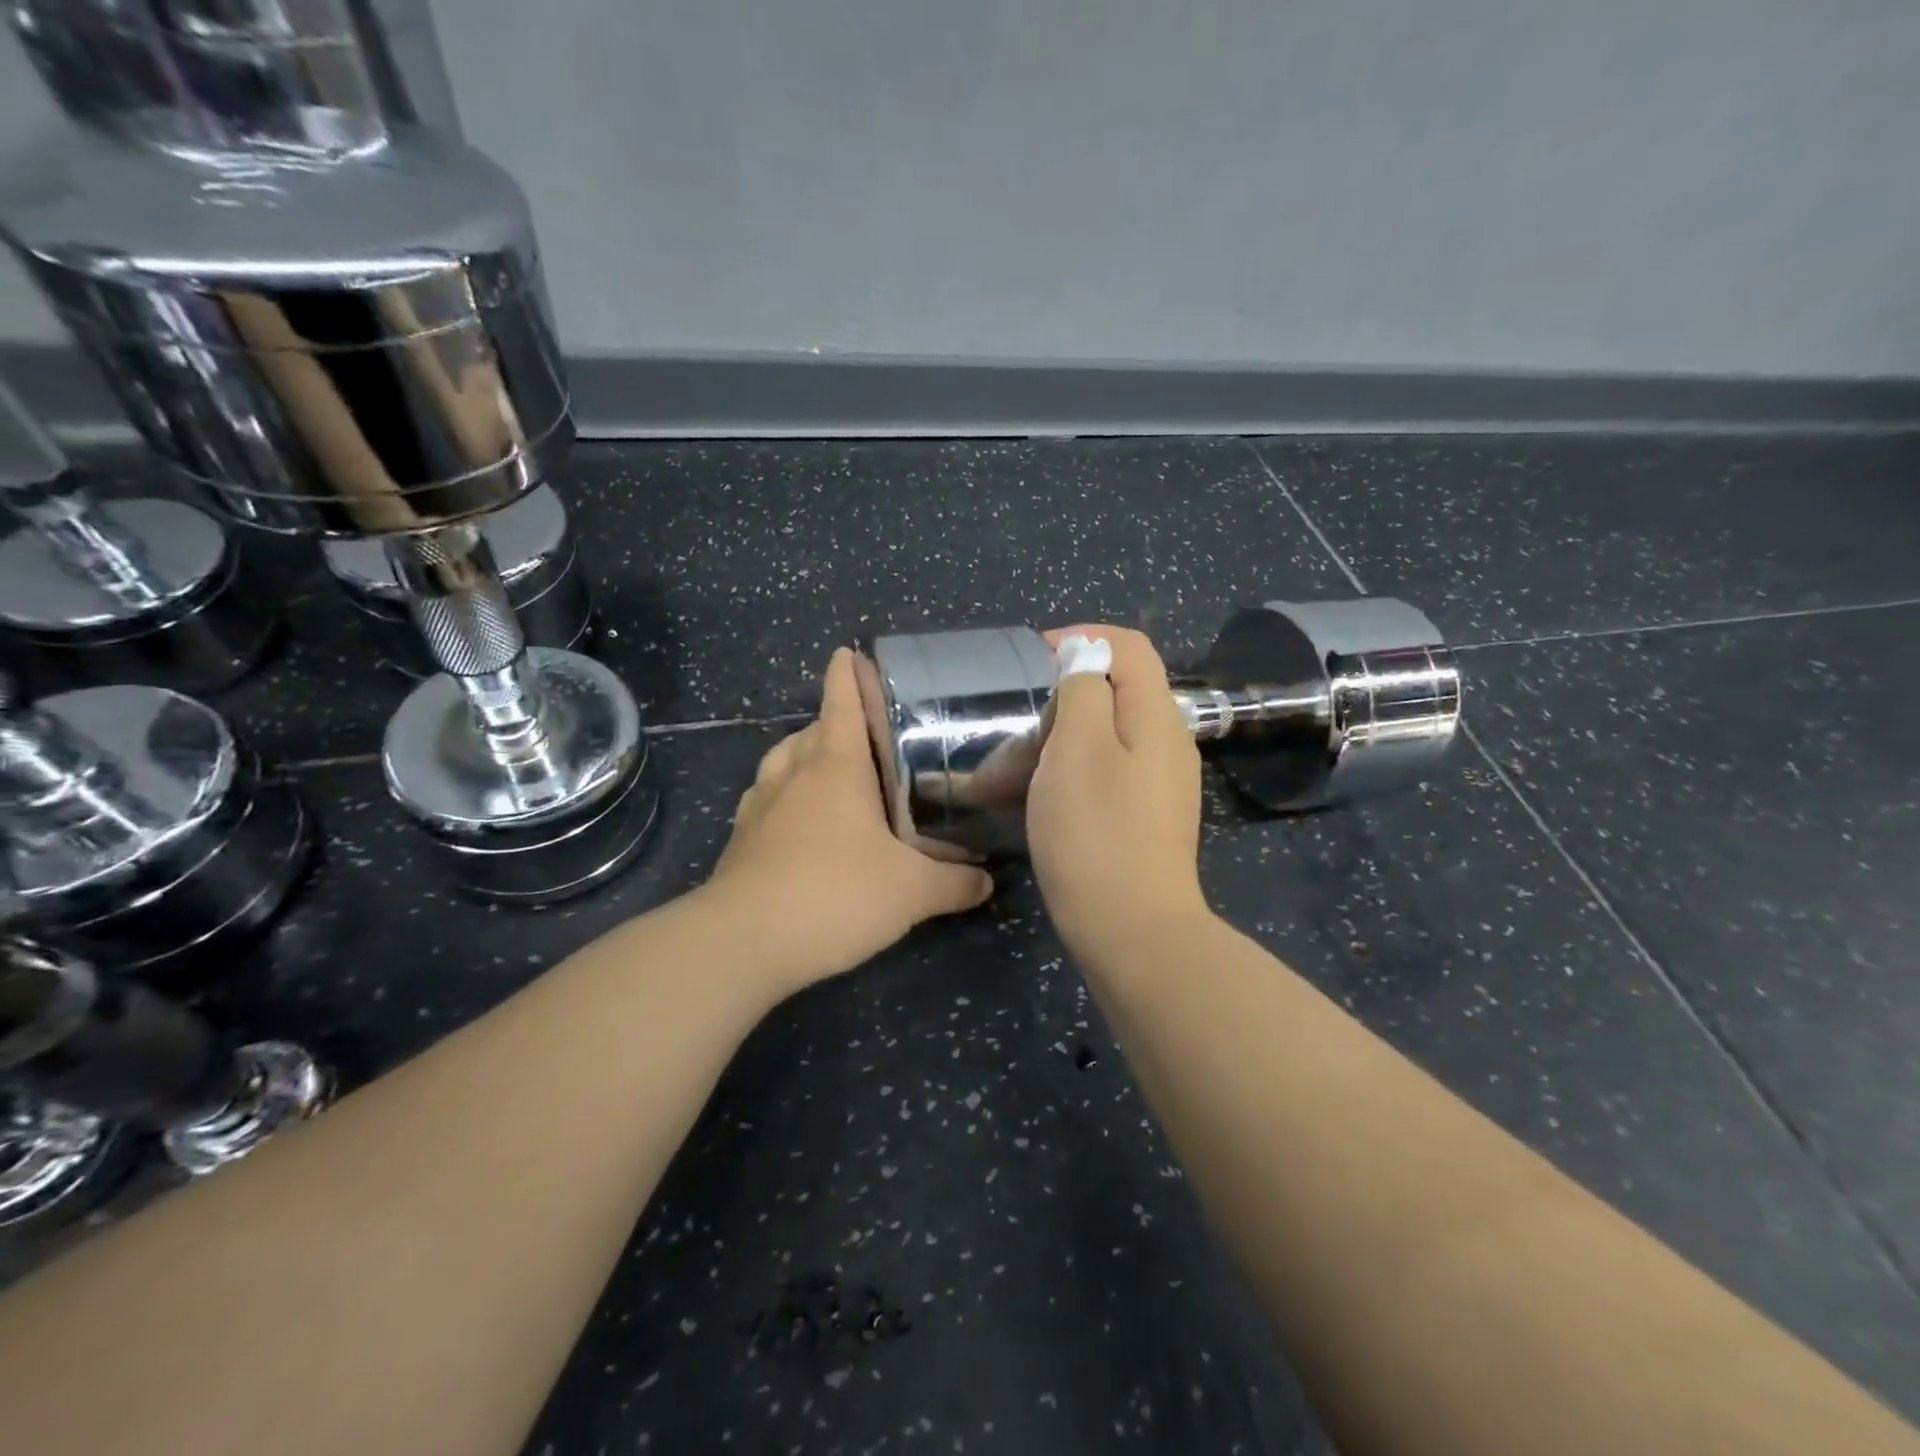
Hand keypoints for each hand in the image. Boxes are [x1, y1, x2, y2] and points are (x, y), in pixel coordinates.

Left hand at [702, 647, 993, 992]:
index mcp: (835, 766)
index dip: (846, 674)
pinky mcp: (741, 840)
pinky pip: (766, 800)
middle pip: (812, 730)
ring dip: (804, 756)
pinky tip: (801, 823)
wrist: (743, 942)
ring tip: (831, 772)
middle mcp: (793, 774)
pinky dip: (784, 797)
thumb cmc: (835, 894)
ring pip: (782, 762)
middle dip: (835, 722)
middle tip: (868, 734)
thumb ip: (955, 883)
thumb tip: (987, 880)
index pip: (841, 702)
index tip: (848, 653)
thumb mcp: (912, 892)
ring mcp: (759, 806)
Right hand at [1026, 626, 1210, 958]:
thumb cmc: (1096, 832)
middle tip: (1017, 721)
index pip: (1129, 646)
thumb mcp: (1078, 748)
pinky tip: (1036, 797)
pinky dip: (1068, 772)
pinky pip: (1106, 774)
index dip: (1082, 638)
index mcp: (1157, 716)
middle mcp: (1168, 743)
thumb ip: (1083, 689)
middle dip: (1062, 694)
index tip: (1032, 660)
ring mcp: (1159, 785)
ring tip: (1012, 765)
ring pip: (1106, 736)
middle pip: (1117, 691)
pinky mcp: (1145, 818)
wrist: (1131, 932)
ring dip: (1058, 738)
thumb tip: (1085, 654)